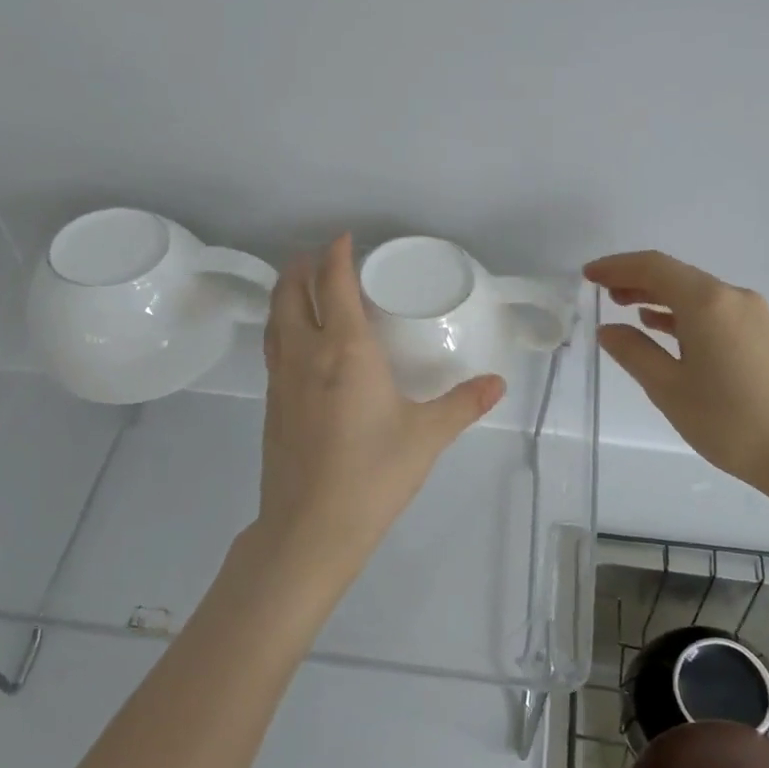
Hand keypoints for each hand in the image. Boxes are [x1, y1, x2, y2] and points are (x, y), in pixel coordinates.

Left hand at [249, 234, 505, 579]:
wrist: (310, 528)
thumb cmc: (372, 474)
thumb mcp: (427, 437)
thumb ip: (463, 405)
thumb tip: (497, 384)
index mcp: (344, 350)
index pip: (332, 284)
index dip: (336, 255)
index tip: (345, 239)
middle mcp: (306, 354)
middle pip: (290, 293)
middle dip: (302, 267)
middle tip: (318, 257)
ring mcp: (280, 380)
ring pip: (275, 321)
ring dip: (285, 295)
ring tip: (300, 287)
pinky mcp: (270, 406)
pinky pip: (273, 350)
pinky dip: (283, 329)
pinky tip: (299, 346)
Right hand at [585, 250, 768, 489]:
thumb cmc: (727, 420)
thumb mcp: (668, 388)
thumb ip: (633, 352)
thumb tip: (608, 329)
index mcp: (707, 302)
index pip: (654, 267)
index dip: (617, 266)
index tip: (587, 275)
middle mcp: (732, 297)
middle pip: (676, 275)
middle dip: (635, 279)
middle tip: (600, 292)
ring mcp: (751, 314)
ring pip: (694, 292)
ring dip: (657, 295)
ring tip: (622, 307)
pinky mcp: (760, 333)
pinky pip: (711, 310)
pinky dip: (680, 313)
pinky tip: (659, 327)